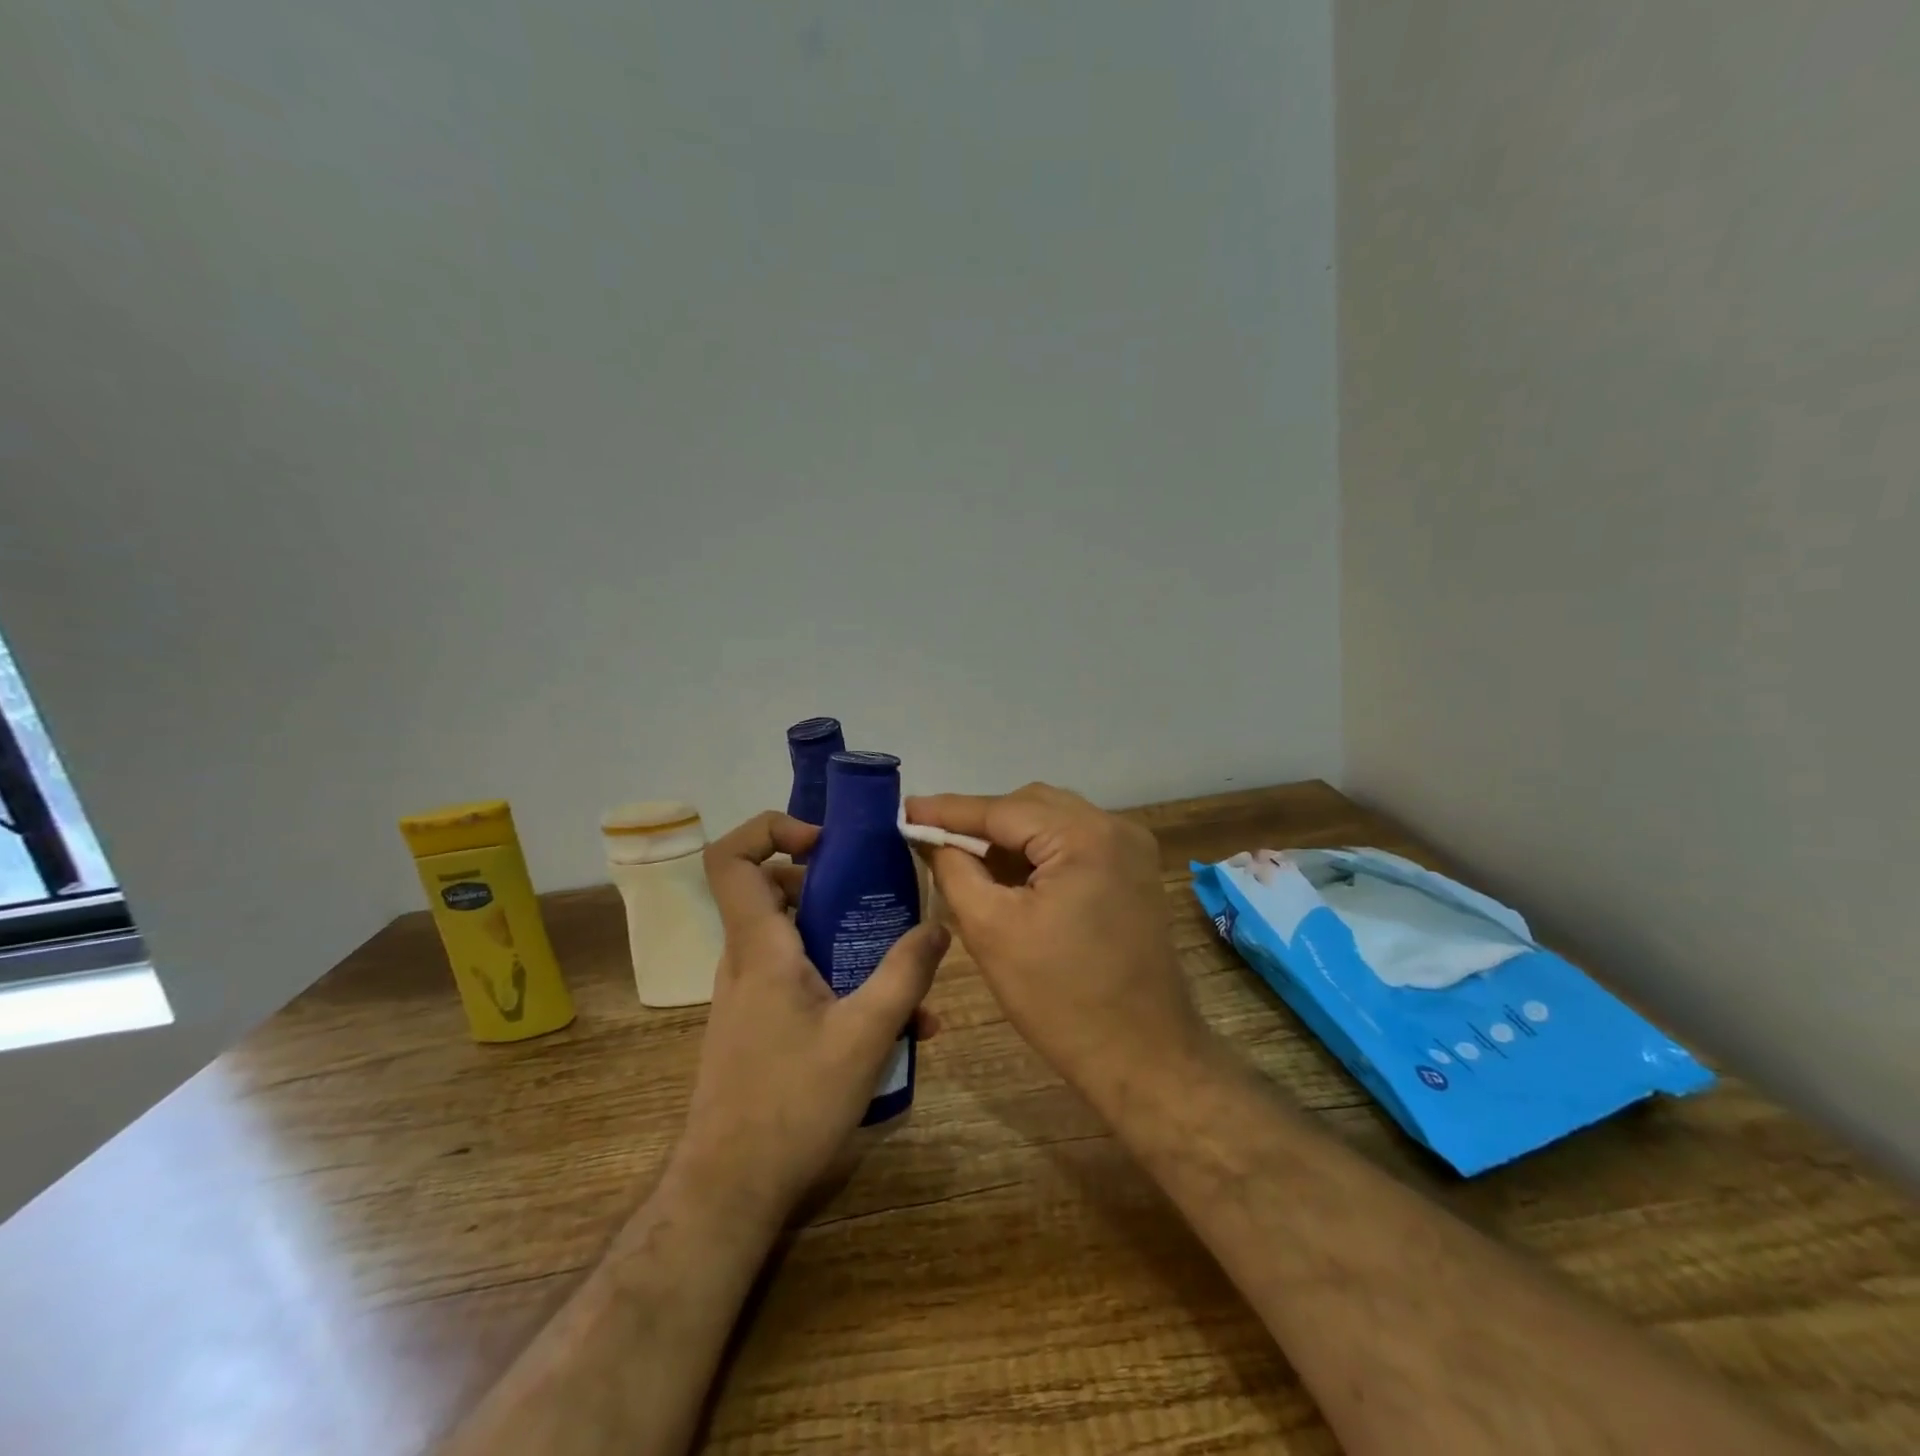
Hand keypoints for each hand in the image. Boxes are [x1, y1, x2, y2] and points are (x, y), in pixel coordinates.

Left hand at [671, 811, 947, 1226]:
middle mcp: (746, 960)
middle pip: (775, 891)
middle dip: (832, 885)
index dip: (771, 830)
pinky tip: (896, 1026)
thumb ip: (906, 974)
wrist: (730, 1189)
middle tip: (880, 899)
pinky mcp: (759, 1023)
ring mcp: (750, 994)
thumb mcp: (866, 1034)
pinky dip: (841, 981)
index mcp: (760, 947)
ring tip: (906, 973)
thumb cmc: (793, 1103)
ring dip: (848, 941)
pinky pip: (800, 978)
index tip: (824, 842)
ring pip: (796, 938)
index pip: (732, 859)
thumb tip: (940, 924)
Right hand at [906, 784, 1208, 1106]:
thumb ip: (955, 871)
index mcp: (1085, 837)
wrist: (1143, 1057)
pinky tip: (1008, 875)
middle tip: (933, 838)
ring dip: (1009, 837)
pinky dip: (1038, 854)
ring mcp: (1131, 850)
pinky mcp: (1133, 873)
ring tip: (964, 857)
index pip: (1002, 809)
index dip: (949, 810)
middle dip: (980, 821)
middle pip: (1031, 806)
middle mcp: (1115, 828)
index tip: (906, 809)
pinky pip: (1074, 845)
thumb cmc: (1060, 999)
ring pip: (1053, 822)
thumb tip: (931, 838)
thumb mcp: (991, 930)